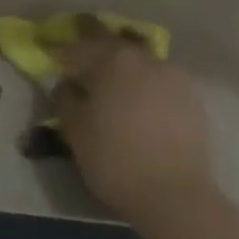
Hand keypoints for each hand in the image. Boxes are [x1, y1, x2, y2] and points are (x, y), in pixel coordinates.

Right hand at [50, 23, 214, 228]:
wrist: (172, 193)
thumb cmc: (113, 158)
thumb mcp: (74, 129)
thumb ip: (65, 98)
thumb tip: (67, 84)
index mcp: (112, 60)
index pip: (77, 49)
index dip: (59, 53)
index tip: (47, 55)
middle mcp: (144, 58)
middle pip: (113, 45)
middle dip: (93, 49)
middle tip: (78, 57)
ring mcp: (173, 75)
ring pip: (139, 61)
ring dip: (122, 65)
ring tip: (110, 80)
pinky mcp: (191, 97)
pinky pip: (159, 80)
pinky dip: (143, 84)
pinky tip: (137, 101)